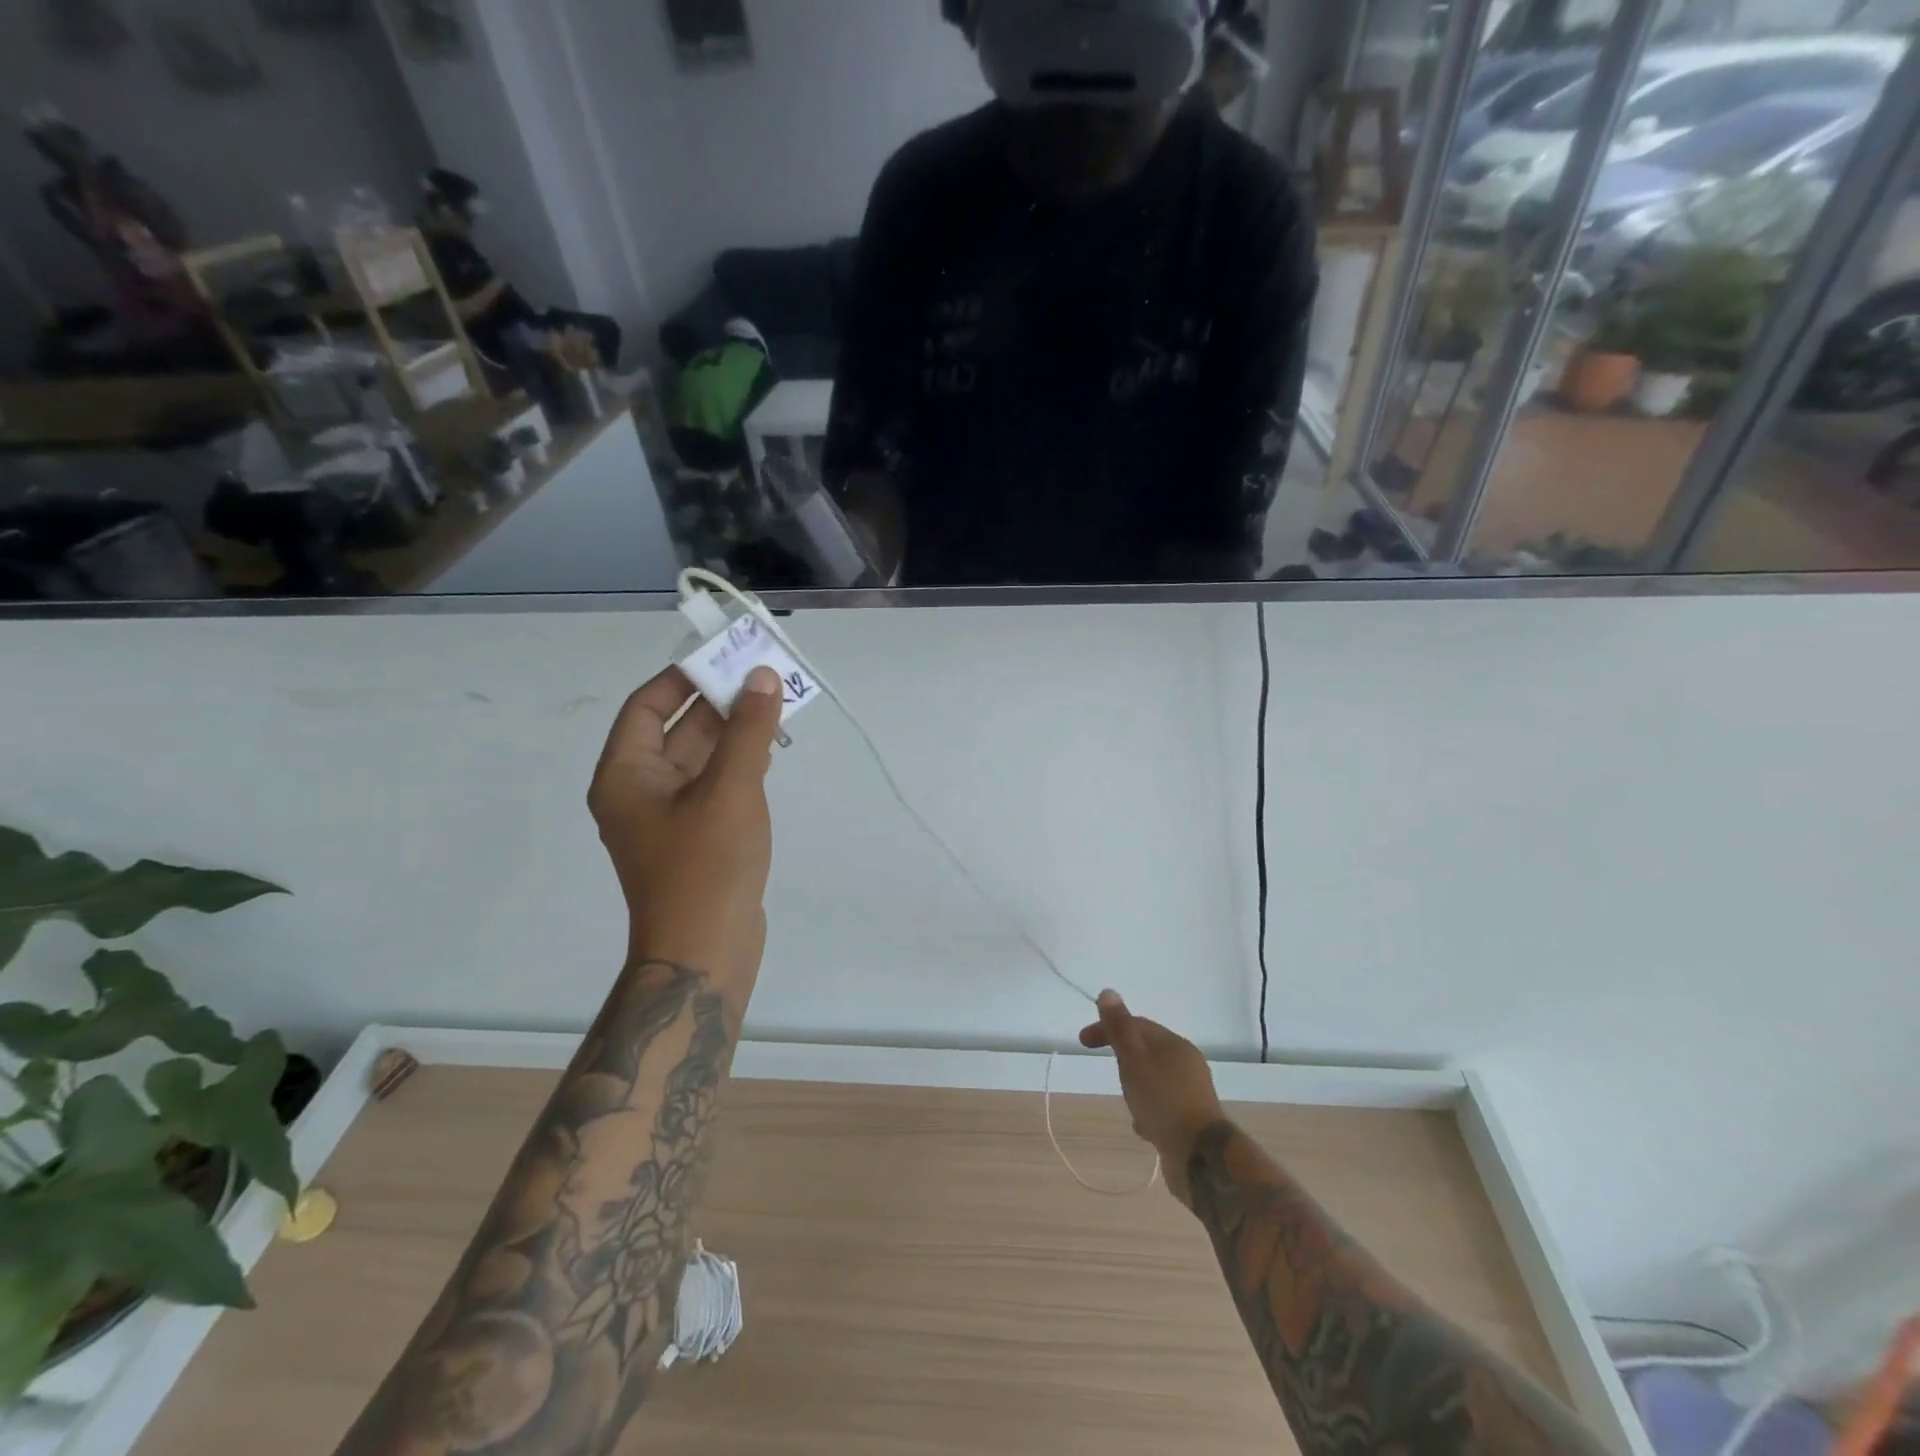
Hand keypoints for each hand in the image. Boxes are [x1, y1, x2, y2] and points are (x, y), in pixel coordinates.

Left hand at [589, 664, 783, 989]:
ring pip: (700, 758)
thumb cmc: (707, 866)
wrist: (706, 952)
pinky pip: (715, 785)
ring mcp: (669, 817)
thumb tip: (762, 676)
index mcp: (626, 775)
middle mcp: (640, 791)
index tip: (725, 658)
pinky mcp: (697, 837)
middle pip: (677, 729)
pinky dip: (739, 764)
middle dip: (719, 703)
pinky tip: (771, 751)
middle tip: (763, 678)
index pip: (647, 706)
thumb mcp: (731, 790)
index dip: (683, 677)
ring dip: (734, 733)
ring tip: (776, 707)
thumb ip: (748, 730)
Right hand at [1079, 991, 1226, 1206]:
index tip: (1083, 1042)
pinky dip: (1148, 1109)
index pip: (1136, 1025)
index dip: (1108, 1028)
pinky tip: (1142, 1127)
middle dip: (1123, 1059)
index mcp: (1174, 1044)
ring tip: (1127, 1103)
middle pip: (1146, 1051)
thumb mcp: (1134, 1060)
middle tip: (1110, 1074)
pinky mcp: (1191, 1119)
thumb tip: (1108, 992)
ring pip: (1153, 1079)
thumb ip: (1119, 1028)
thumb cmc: (1162, 1101)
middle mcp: (1187, 1063)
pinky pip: (1162, 1105)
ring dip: (1135, 1087)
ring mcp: (1191, 1092)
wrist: (1200, 1157)